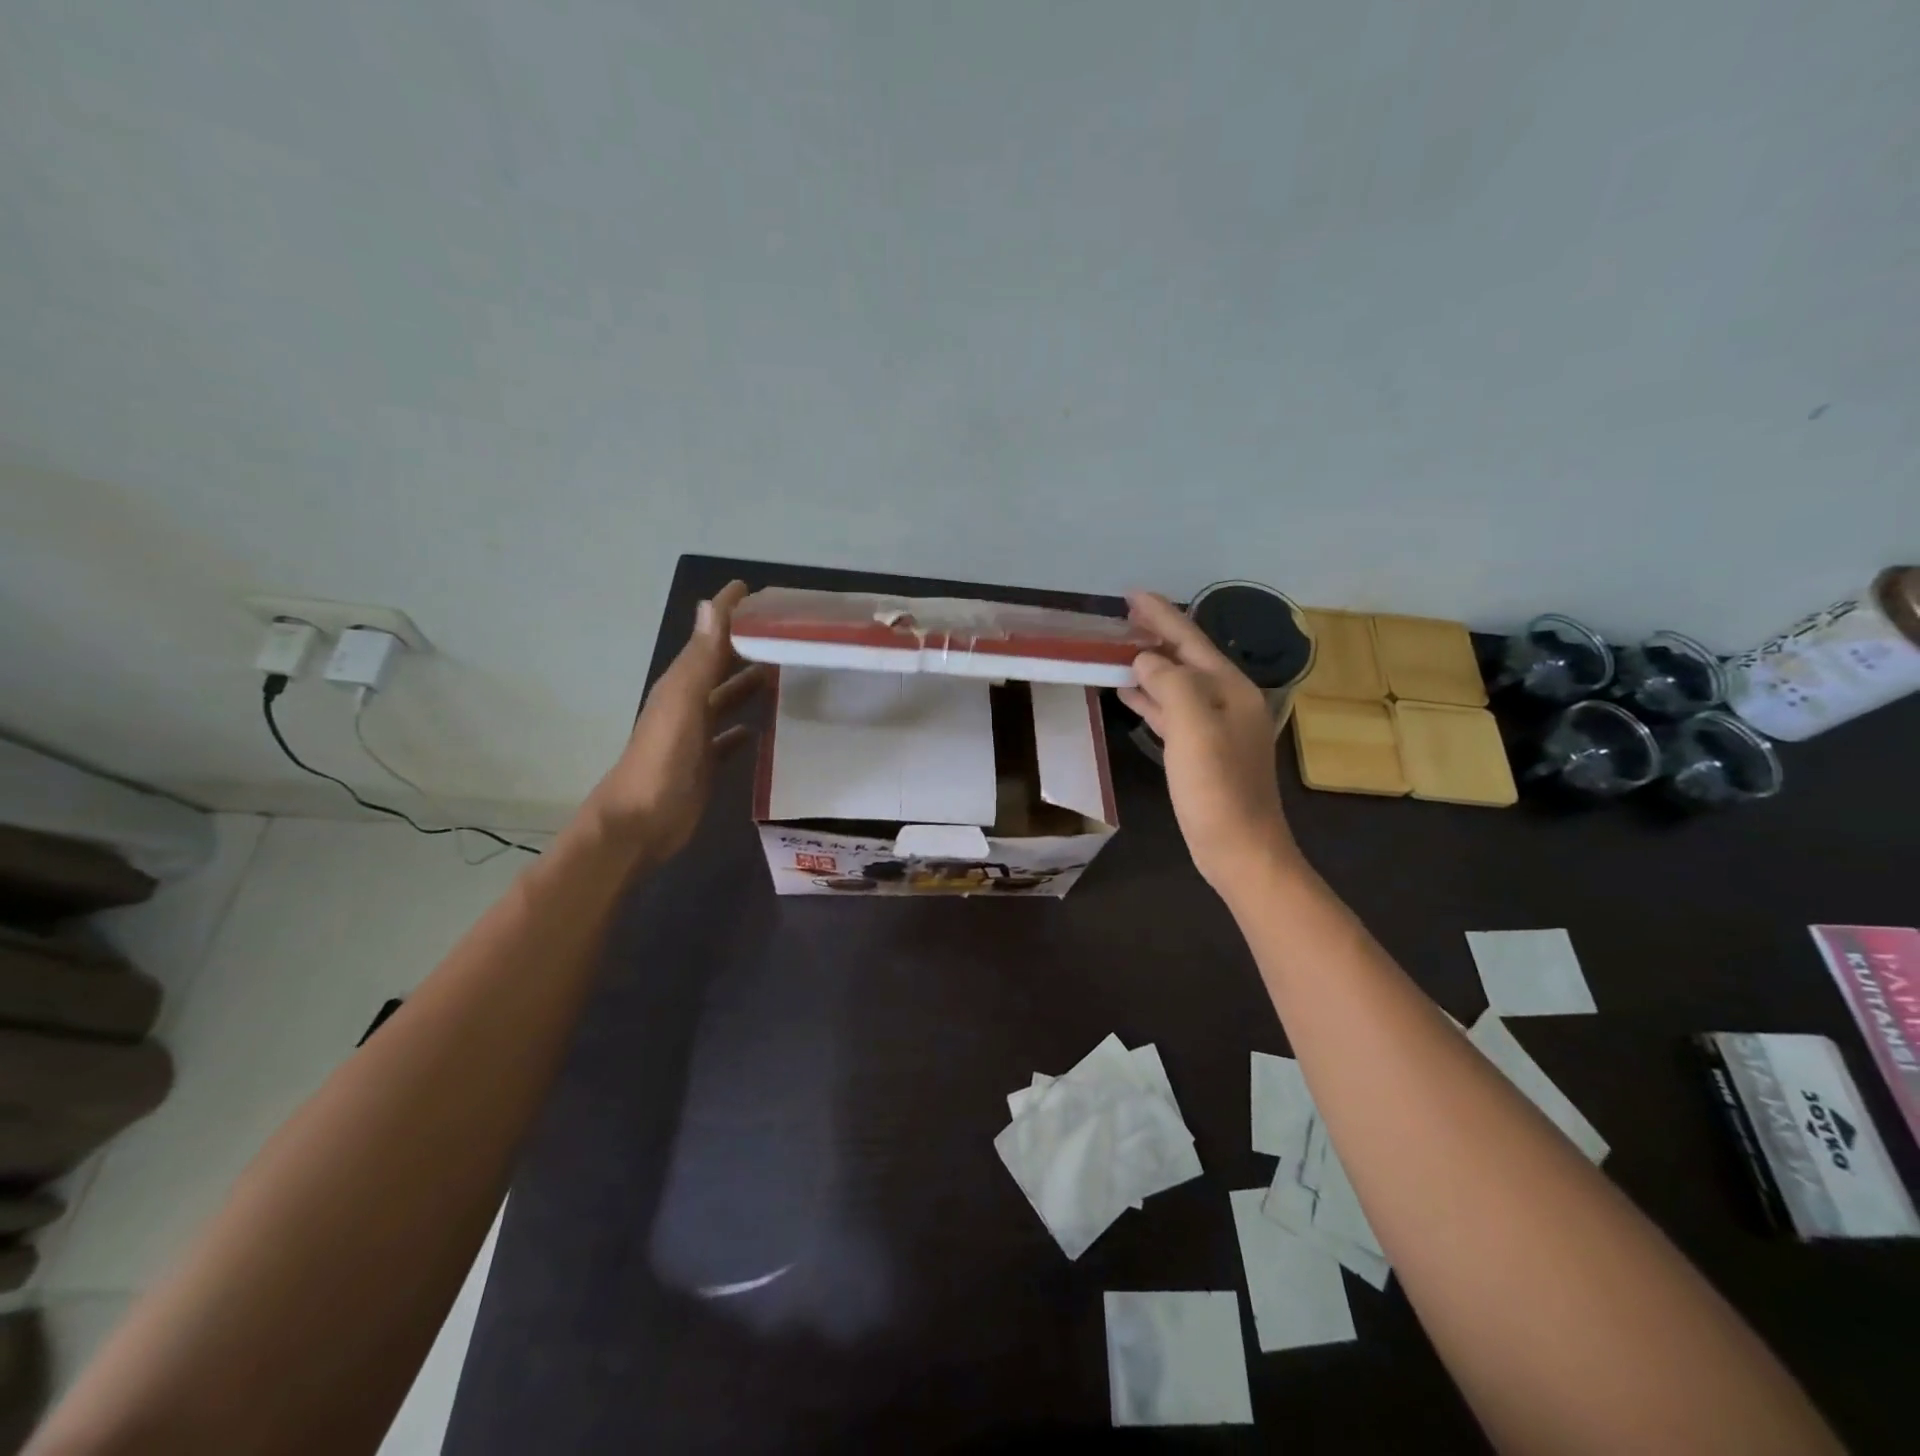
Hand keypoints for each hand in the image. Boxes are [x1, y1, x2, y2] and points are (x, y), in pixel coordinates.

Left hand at [580, 580, 766, 859]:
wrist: (640, 824)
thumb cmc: (662, 763)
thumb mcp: (682, 705)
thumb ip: (699, 659)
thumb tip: (711, 605)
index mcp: (681, 684)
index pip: (709, 636)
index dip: (729, 613)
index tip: (759, 593)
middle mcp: (688, 704)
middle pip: (720, 666)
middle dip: (747, 647)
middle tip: (787, 634)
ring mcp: (696, 735)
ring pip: (727, 700)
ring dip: (750, 686)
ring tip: (786, 674)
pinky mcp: (705, 764)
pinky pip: (729, 740)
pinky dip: (745, 730)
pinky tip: (763, 730)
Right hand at [1119, 591, 1299, 892]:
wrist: (1240, 849)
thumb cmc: (1217, 789)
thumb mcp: (1194, 729)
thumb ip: (1170, 684)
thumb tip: (1145, 659)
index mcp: (1230, 689)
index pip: (1190, 640)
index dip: (1161, 615)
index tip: (1131, 594)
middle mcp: (1227, 701)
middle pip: (1186, 658)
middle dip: (1155, 635)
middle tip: (1121, 617)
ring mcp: (1216, 728)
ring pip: (1177, 684)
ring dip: (1150, 666)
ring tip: (1117, 649)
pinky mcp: (1202, 752)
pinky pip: (1173, 713)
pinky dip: (1151, 699)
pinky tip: (1129, 694)